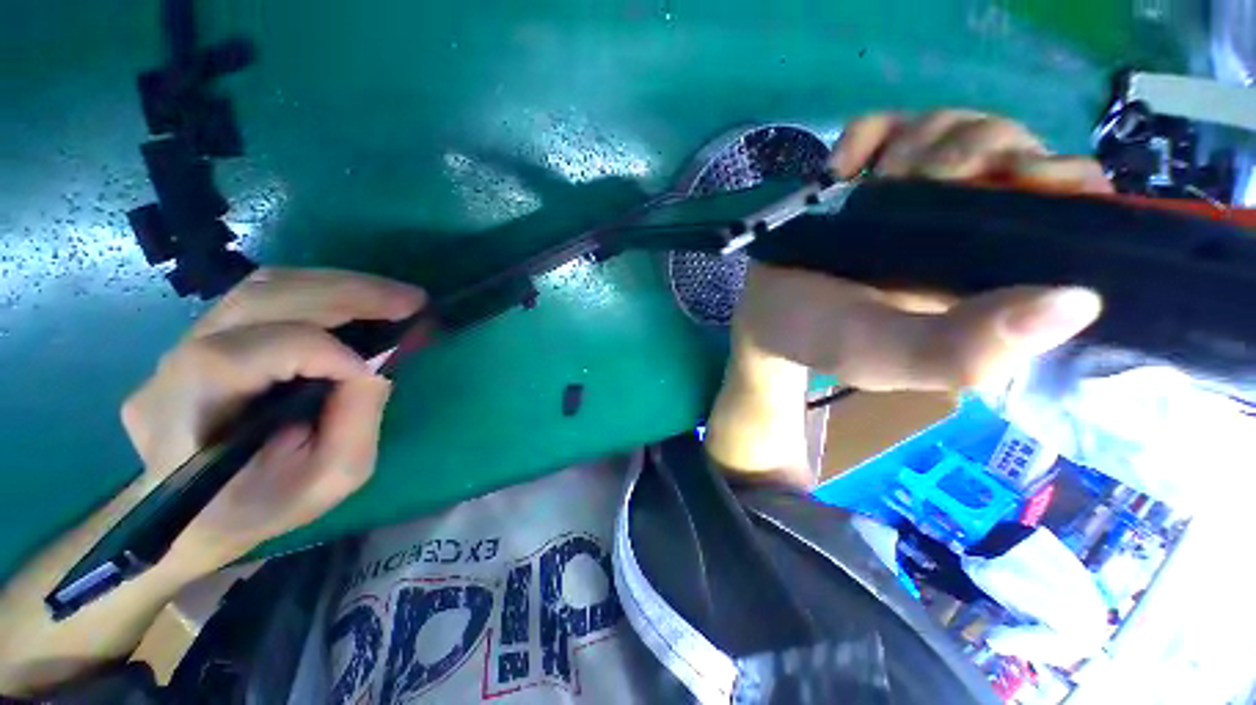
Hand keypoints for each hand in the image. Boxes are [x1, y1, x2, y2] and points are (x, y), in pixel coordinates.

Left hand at [121, 268, 424, 571]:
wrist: (198, 512)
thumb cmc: (264, 505)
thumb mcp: (327, 480)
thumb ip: (356, 421)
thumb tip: (377, 364)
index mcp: (189, 418)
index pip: (245, 355)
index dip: (319, 352)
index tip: (378, 366)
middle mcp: (174, 367)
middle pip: (256, 301)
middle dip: (345, 293)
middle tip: (411, 300)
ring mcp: (183, 343)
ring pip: (263, 288)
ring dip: (339, 286)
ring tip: (393, 298)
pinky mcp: (206, 334)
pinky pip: (266, 297)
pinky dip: (322, 291)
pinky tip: (359, 302)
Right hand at [733, 110, 1109, 390]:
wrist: (761, 312)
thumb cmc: (818, 336)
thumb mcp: (887, 354)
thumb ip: (964, 348)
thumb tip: (1081, 302)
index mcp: (992, 277)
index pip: (1073, 211)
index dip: (1058, 180)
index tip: (1010, 181)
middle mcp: (967, 230)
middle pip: (1017, 148)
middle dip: (973, 153)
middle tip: (919, 185)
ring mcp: (915, 197)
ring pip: (959, 126)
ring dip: (920, 144)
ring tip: (874, 186)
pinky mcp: (870, 177)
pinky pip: (892, 123)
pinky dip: (868, 133)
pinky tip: (840, 169)